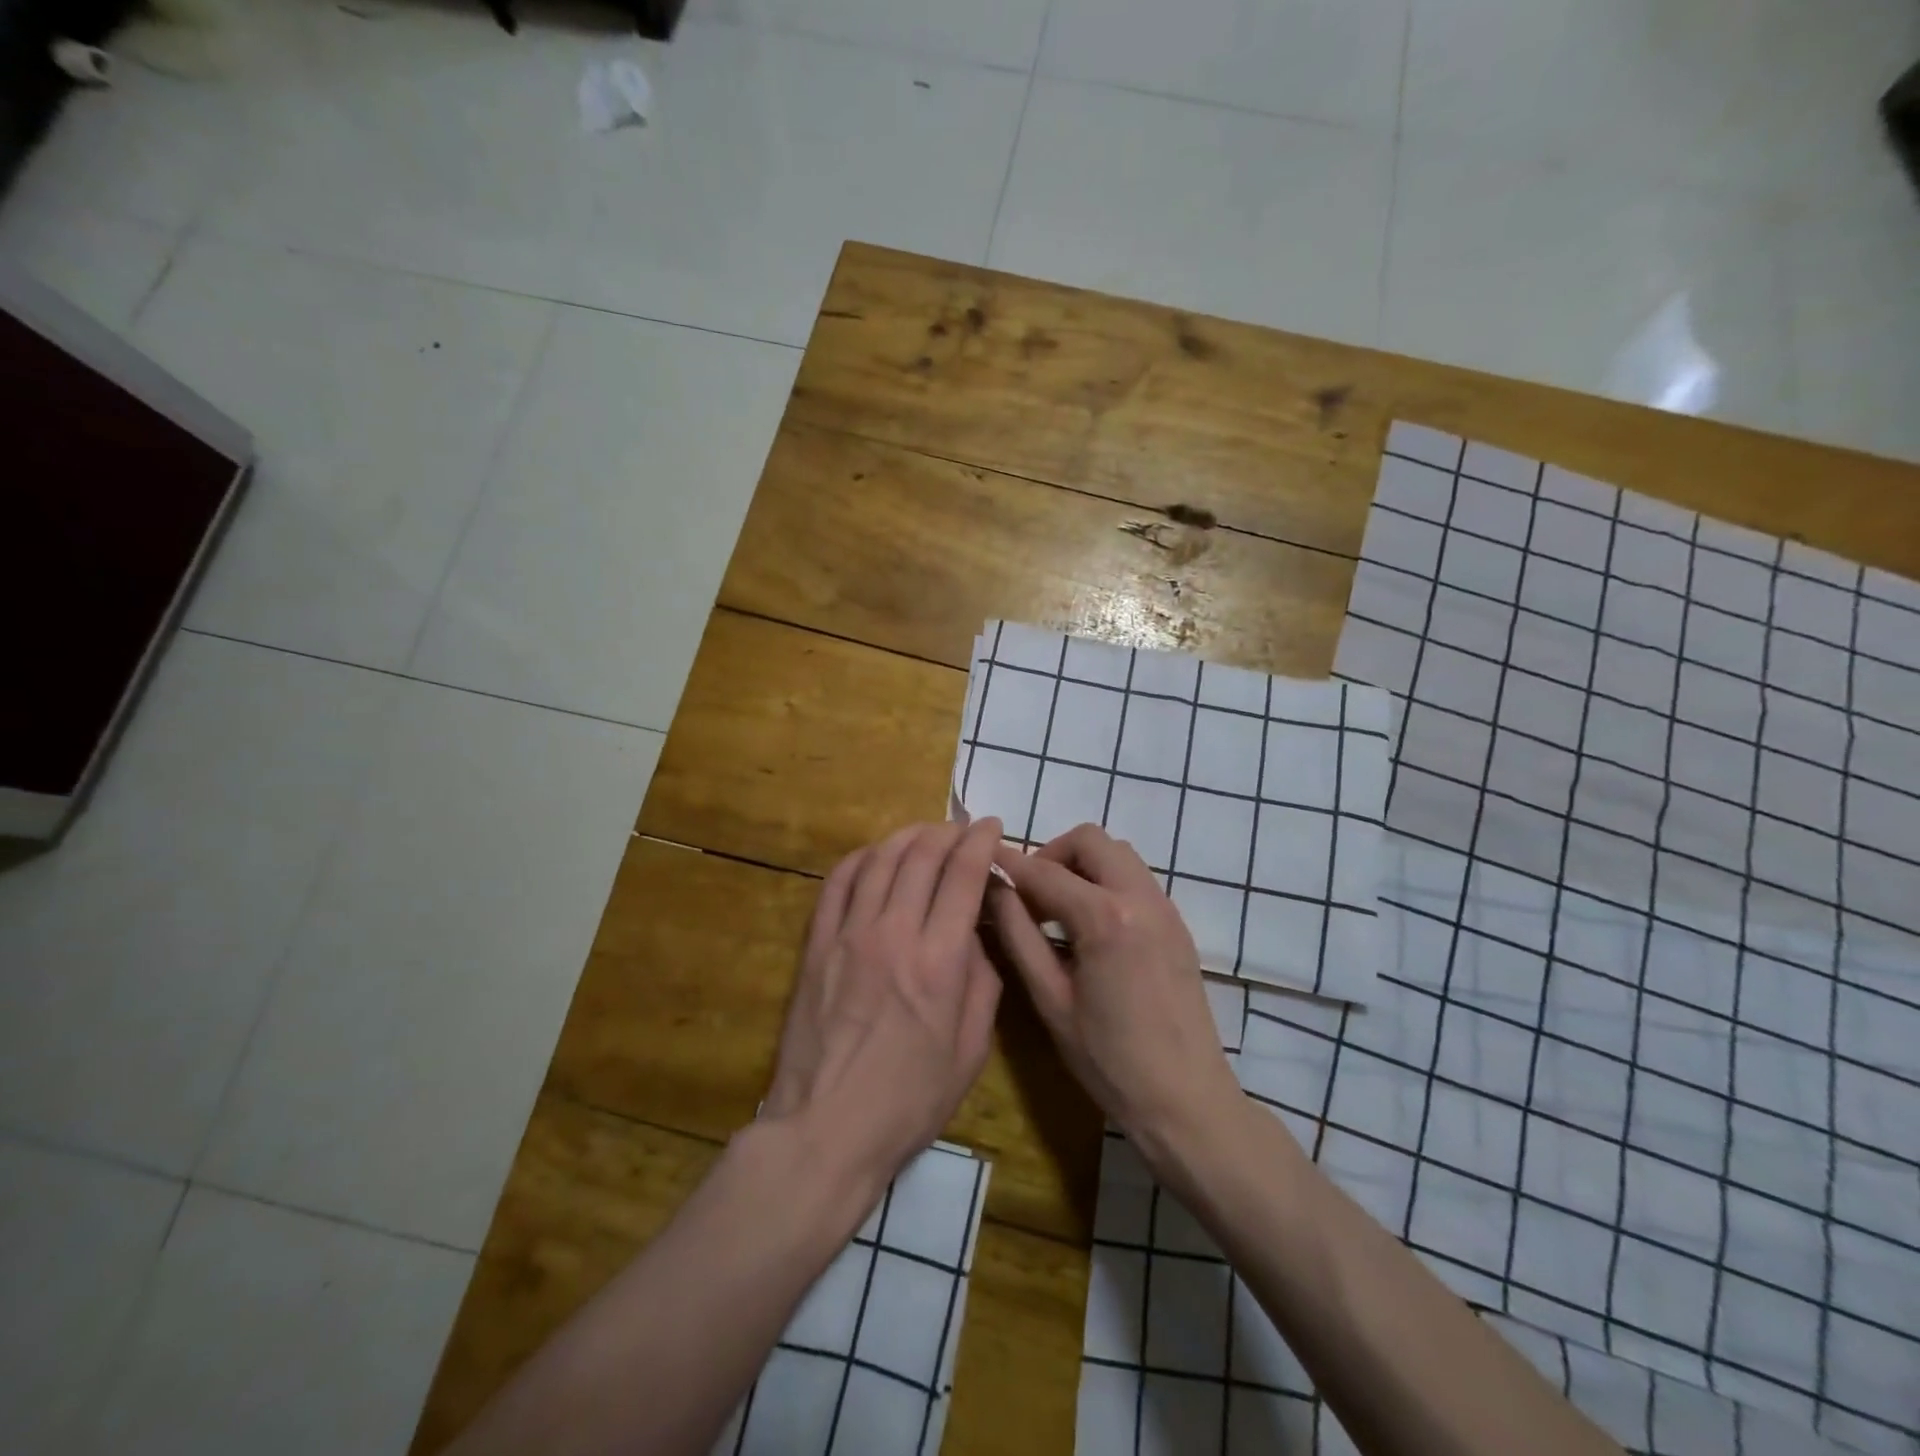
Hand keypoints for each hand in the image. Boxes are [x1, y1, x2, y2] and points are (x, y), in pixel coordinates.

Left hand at [762, 819, 1004, 1192]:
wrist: (826, 1127)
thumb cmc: (909, 1099)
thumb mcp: (971, 1050)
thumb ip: (982, 981)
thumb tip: (974, 934)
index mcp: (939, 961)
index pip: (963, 875)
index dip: (981, 841)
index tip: (992, 826)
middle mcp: (894, 933)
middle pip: (921, 855)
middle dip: (948, 831)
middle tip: (962, 829)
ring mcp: (849, 934)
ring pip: (879, 859)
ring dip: (907, 836)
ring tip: (924, 834)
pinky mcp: (816, 944)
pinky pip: (837, 882)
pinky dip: (860, 858)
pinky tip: (874, 856)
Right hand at [988, 824, 1241, 1171]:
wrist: (1185, 1100)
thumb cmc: (1108, 1060)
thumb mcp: (1050, 999)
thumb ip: (1018, 935)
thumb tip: (994, 890)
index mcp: (1105, 918)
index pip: (1045, 872)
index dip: (1009, 863)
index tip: (982, 857)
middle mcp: (1140, 898)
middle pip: (1090, 840)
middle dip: (1052, 854)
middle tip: (1030, 894)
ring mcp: (1165, 908)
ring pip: (1117, 853)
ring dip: (1082, 865)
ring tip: (1058, 909)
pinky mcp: (1176, 923)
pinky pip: (1135, 878)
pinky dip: (1106, 881)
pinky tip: (1089, 926)